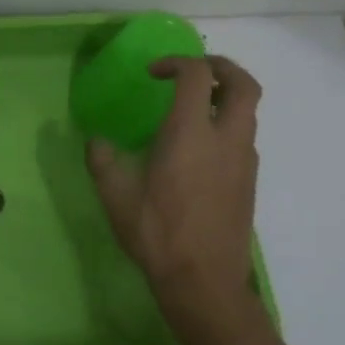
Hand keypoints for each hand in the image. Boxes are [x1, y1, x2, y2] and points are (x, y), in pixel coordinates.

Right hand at [86, 54, 261, 338]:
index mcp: (190, 134)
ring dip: (226, 97)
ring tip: (194, 106)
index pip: (198, 76)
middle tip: (194, 70)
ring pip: (249, 111)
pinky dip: (227, 124)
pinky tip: (199, 148)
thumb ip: (102, 161)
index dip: (177, 63)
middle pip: (244, 84)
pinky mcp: (249, 181)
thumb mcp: (116, 196)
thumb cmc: (157, 234)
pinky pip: (244, 137)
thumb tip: (96, 141)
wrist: (204, 281)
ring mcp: (243, 161)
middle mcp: (225, 139)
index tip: (153, 73)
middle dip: (221, 67)